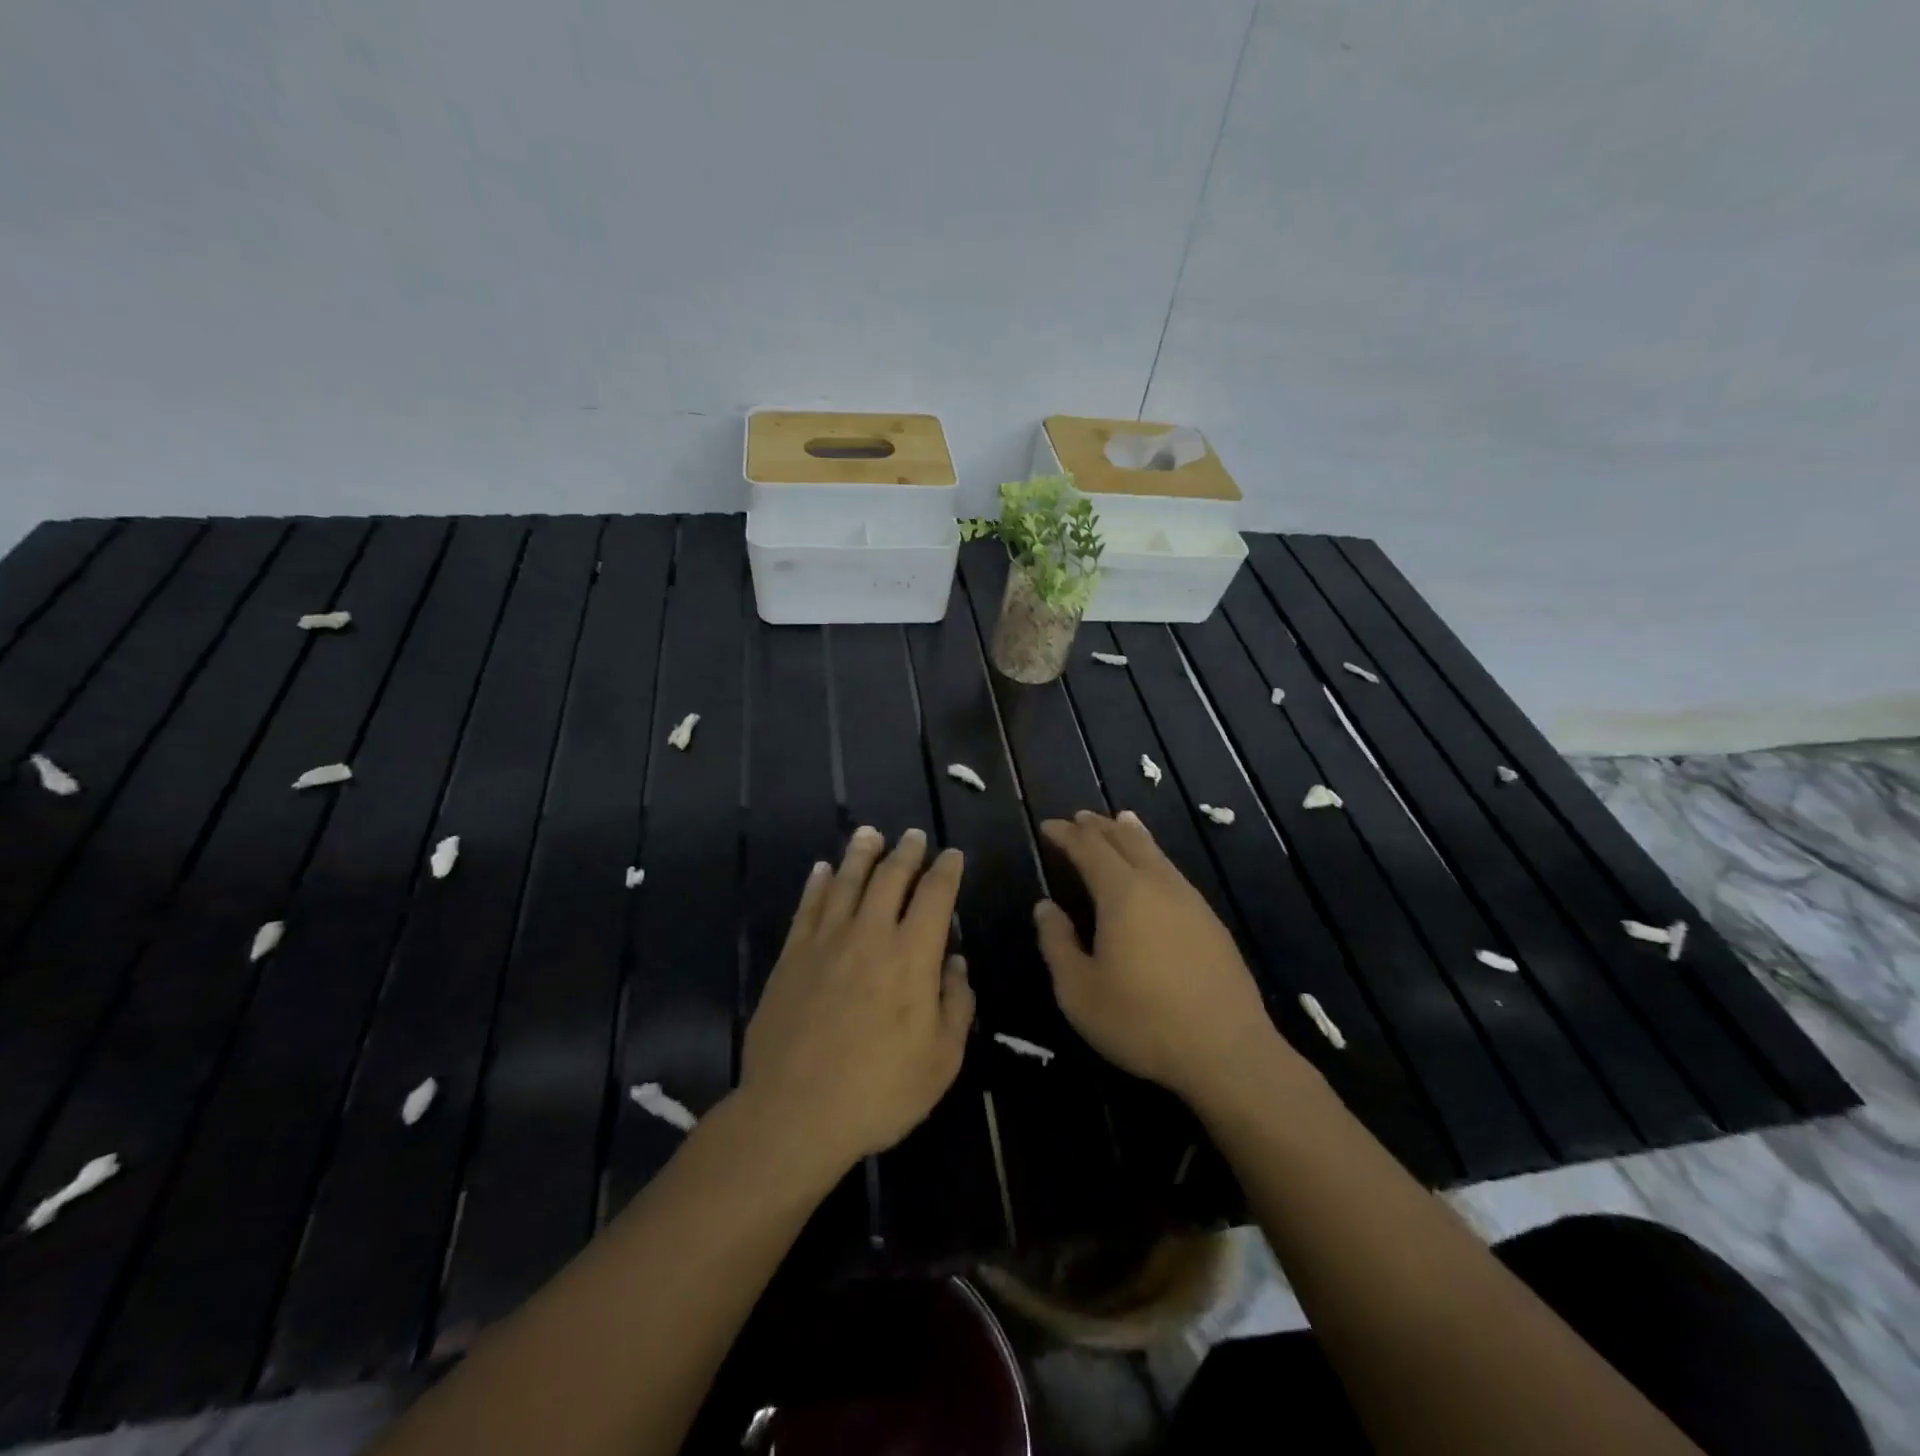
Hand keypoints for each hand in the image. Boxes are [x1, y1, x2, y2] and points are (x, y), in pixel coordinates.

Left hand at [739, 826, 973, 1173]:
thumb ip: (956, 1005)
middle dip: (906, 852)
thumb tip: (956, 964)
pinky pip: (807, 907)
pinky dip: (817, 883)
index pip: (935, 896)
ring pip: (845, 881)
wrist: (795, 1112)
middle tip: (913, 836)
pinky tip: (821, 870)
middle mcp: (870, 935)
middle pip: (890, 877)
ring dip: (860, 854)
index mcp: (912, 956)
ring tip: (869, 834)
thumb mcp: (942, 1060)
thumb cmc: (879, 1090)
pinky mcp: (792, 956)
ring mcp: (826, 942)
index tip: (952, 855)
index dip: (946, 871)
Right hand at [1035, 811, 1293, 1107]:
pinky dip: (1154, 857)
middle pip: (1125, 840)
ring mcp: (1190, 901)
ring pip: (1155, 853)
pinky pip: (1173, 872)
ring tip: (1119, 822)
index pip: (1089, 848)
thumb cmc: (1141, 1021)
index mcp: (1122, 893)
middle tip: (1079, 818)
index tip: (1048, 826)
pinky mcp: (1211, 922)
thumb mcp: (1079, 991)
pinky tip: (1155, 870)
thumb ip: (1057, 943)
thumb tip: (1045, 907)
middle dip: (1098, 826)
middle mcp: (1157, 885)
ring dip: (1130, 835)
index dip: (1066, 835)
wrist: (1226, 1050)